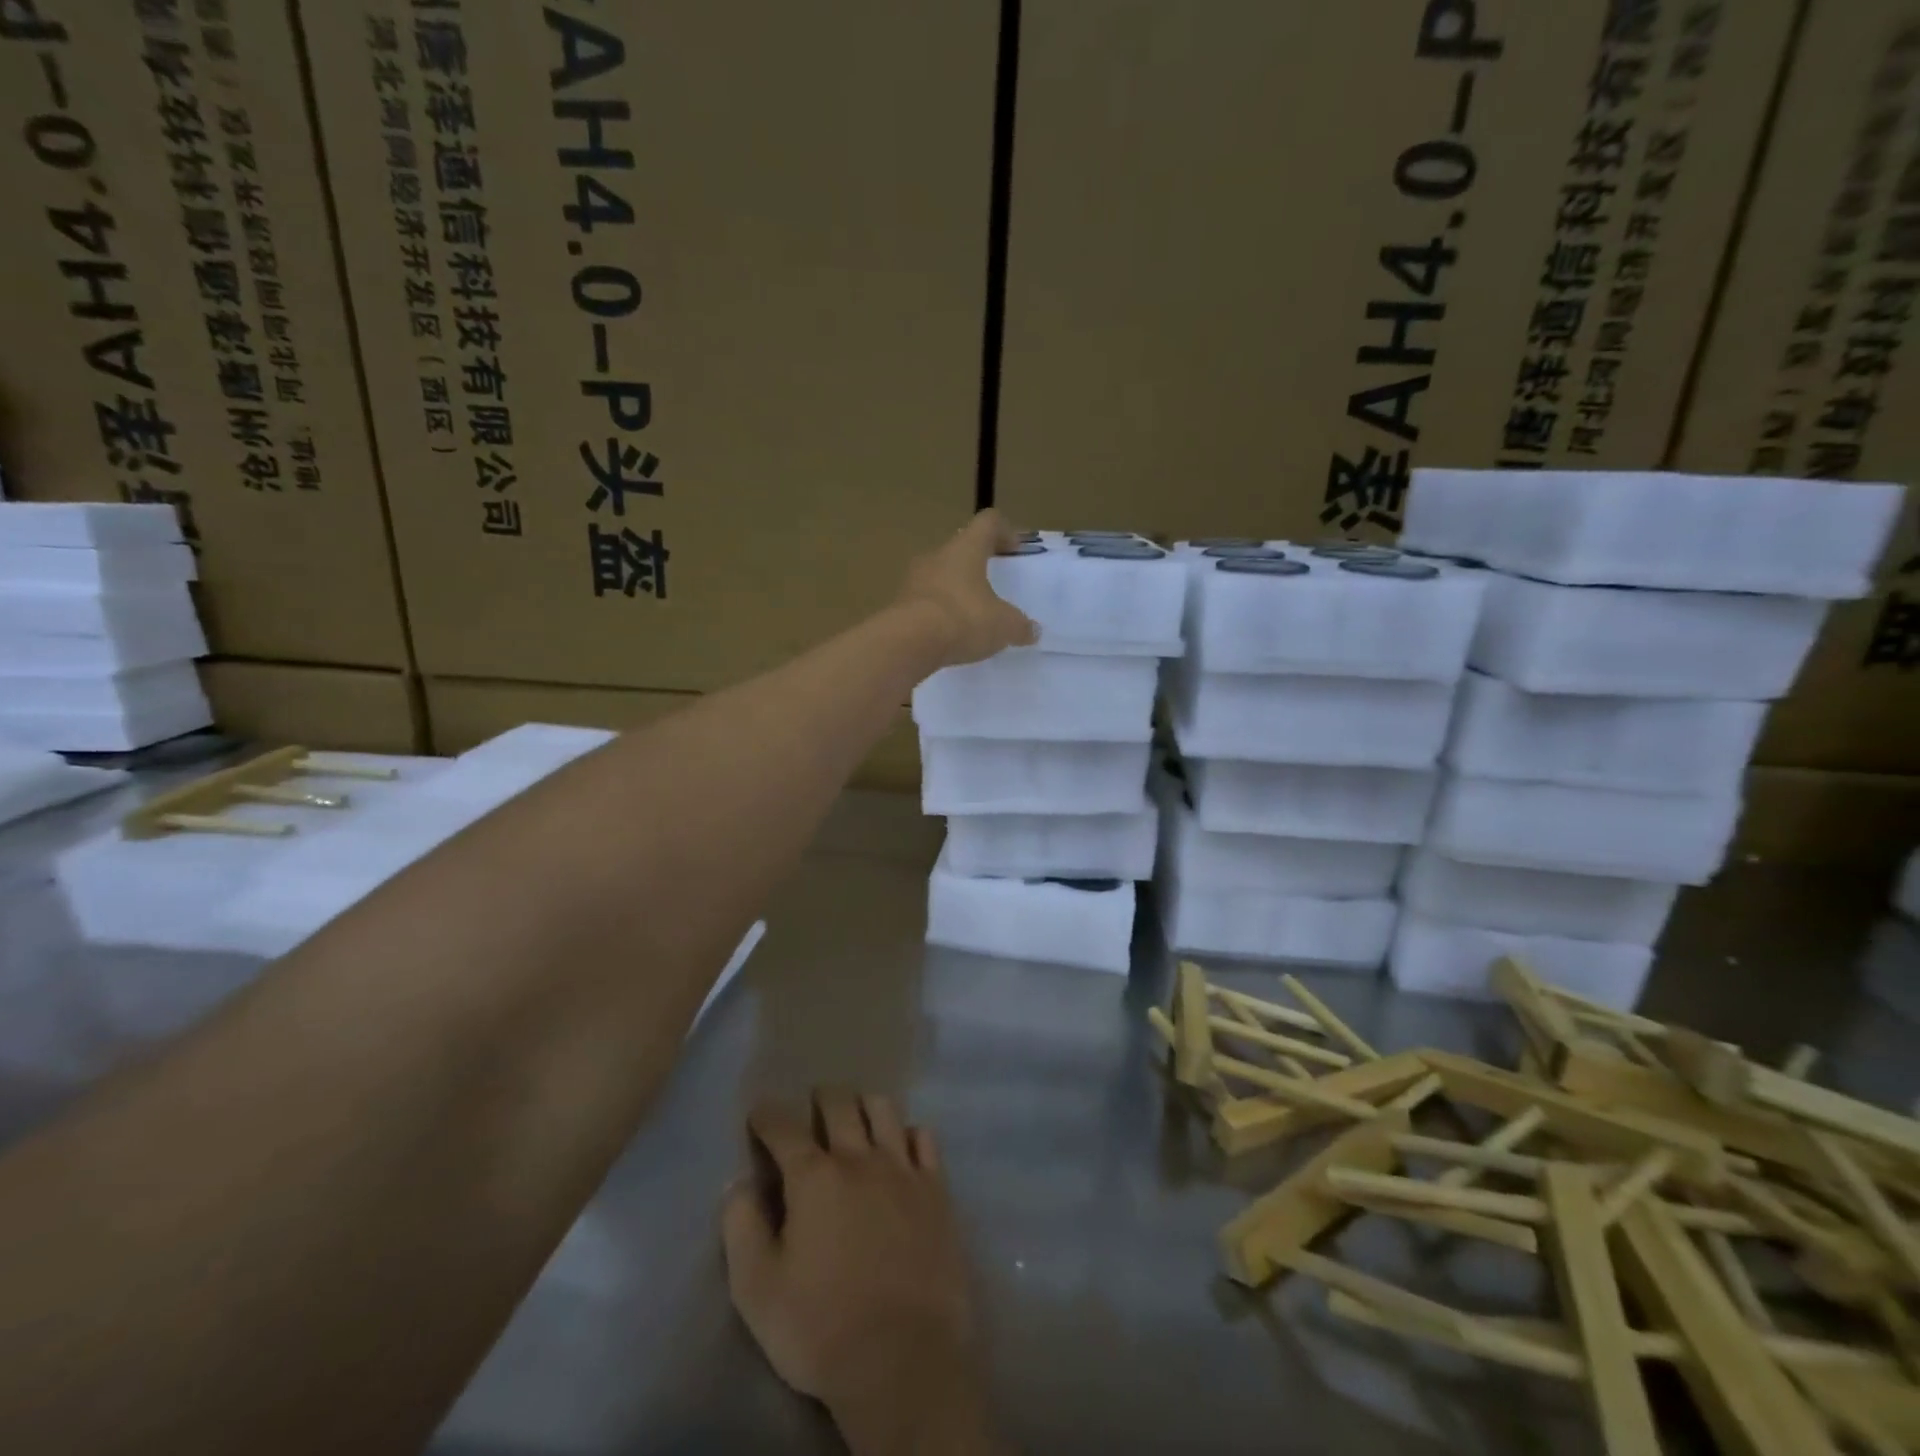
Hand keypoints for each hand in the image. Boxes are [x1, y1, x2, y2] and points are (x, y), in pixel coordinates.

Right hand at [723, 1091, 1001, 1453]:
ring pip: (883, 1110)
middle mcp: (859, 1158)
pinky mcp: (936, 1189)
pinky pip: (924, 1138)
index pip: (784, 1128)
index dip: (768, 1116)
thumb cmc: (821, 1328)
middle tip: (814, 1105)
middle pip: (840, 1104)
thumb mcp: (757, 1290)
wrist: (903, 1357)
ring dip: (865, 1105)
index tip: (760, 1113)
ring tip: (857, 1115)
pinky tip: (902, 1146)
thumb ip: (741, 1228)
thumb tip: (739, 1184)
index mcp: (813, 1178)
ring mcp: (902, 1170)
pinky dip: (909, 1133)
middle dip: (821, 1098)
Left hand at [897, 511, 1037, 667]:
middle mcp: (937, 556)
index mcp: (966, 548)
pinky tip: (949, 634)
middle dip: (977, 565)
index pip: (988, 522)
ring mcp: (913, 579)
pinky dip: (938, 612)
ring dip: (955, 590)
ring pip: (940, 576)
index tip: (1014, 551)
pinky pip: (925, 602)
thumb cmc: (964, 619)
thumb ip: (1020, 626)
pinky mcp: (898, 604)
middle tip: (992, 587)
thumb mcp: (1004, 625)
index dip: (1004, 531)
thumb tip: (1032, 631)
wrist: (908, 642)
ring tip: (970, 615)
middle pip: (961, 550)